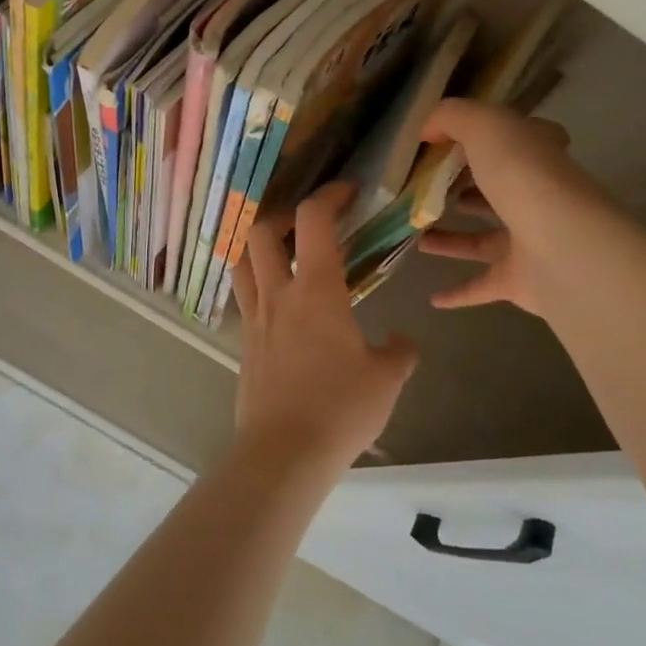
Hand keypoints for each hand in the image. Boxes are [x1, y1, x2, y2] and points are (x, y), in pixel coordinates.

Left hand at [231, 183, 419, 472]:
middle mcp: (278, 294)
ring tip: (281, 251)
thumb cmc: (340, 408)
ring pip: (242, 263)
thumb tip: (402, 341)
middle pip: (261, 232)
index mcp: (315, 289)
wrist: (284, 454)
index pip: (313, 221)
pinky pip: (245, 301)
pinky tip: (281, 306)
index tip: (346, 191)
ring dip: (258, 246)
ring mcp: (255, 320)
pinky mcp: (244, 347)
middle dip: (282, 215)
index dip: (328, 195)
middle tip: (306, 222)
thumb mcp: (386, 380)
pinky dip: (258, 286)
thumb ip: (399, 352)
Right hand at [417, 98, 603, 317]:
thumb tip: (427, 129)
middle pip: (499, 190)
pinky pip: (482, 285)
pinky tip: (433, 297)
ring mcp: (529, 241)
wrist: (562, 246)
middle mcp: (537, 197)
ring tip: (416, 232)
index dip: (495, 135)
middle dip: (468, 187)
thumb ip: (452, 117)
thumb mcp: (484, 126)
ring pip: (484, 239)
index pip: (522, 139)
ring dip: (452, 238)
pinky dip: (459, 292)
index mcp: (536, 156)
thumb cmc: (523, 177)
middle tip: (428, 187)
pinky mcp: (519, 280)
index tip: (457, 139)